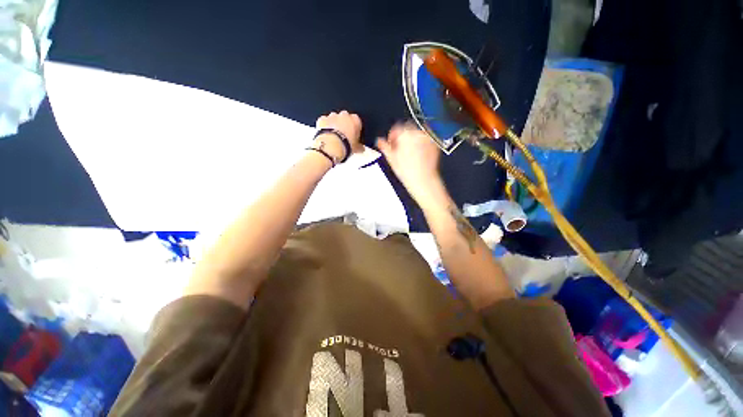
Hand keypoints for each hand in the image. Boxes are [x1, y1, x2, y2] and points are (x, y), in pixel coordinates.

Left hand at [314, 110, 362, 161]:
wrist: (332, 146)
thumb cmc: (345, 145)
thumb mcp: (356, 148)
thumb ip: (359, 146)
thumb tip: (361, 149)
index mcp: (355, 120)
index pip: (357, 121)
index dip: (355, 129)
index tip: (353, 135)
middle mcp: (344, 115)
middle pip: (345, 117)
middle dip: (344, 124)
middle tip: (343, 135)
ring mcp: (332, 116)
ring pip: (334, 118)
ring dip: (334, 124)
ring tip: (334, 136)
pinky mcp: (323, 119)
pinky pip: (324, 121)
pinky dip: (324, 126)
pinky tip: (326, 134)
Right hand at [376, 123, 445, 205]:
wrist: (423, 180)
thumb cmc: (407, 172)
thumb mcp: (391, 159)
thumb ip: (384, 146)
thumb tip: (379, 141)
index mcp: (405, 134)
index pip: (396, 128)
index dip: (392, 136)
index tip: (391, 143)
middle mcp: (417, 133)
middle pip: (407, 129)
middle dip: (402, 137)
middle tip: (399, 149)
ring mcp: (427, 138)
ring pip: (416, 134)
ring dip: (412, 140)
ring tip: (409, 153)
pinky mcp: (434, 143)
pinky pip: (425, 139)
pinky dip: (421, 143)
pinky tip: (418, 154)